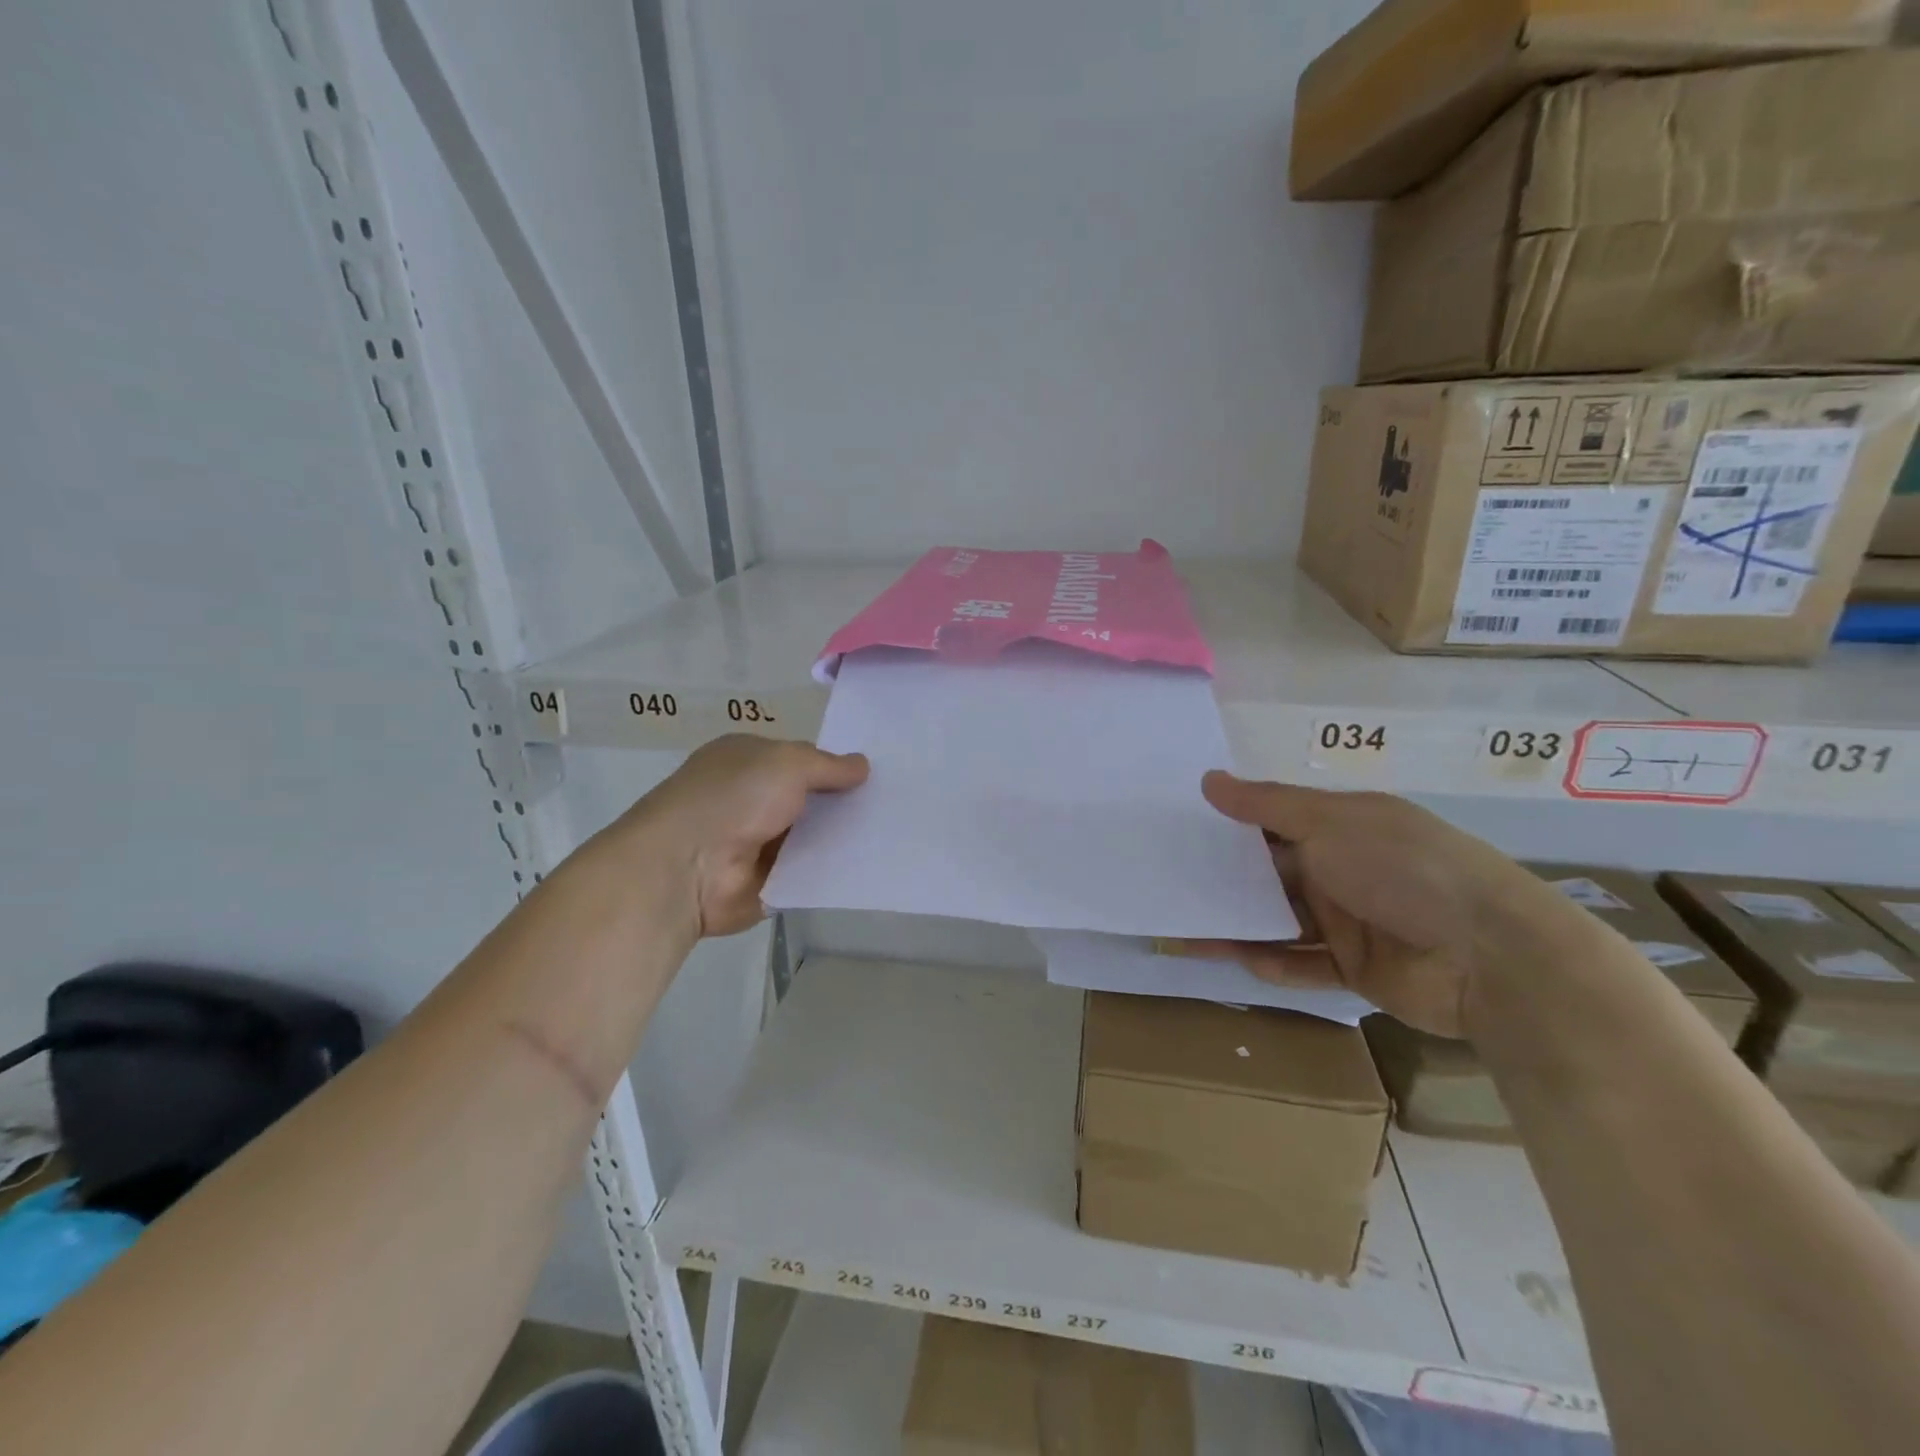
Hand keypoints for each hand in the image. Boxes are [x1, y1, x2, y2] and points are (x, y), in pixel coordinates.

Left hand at [621, 735, 867, 937]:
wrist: (687, 867)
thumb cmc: (734, 798)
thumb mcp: (788, 763)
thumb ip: (828, 765)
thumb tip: (863, 765)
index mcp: (746, 759)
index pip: (798, 758)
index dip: (832, 765)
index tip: (874, 774)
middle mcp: (749, 797)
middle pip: (807, 797)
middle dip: (842, 801)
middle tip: (893, 805)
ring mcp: (756, 841)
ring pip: (810, 835)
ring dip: (840, 836)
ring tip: (891, 834)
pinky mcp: (766, 880)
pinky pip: (807, 871)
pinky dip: (831, 869)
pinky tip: (869, 865)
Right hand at [1190, 773, 1577, 1037]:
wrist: (1490, 956)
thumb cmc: (1403, 868)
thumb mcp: (1330, 822)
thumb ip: (1266, 805)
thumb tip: (1208, 780)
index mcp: (1343, 826)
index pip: (1275, 821)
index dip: (1232, 824)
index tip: (1183, 828)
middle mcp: (1344, 869)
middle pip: (1273, 873)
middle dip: (1227, 878)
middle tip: (1171, 883)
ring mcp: (1352, 921)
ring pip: (1281, 920)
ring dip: (1240, 924)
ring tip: (1186, 929)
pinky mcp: (1357, 969)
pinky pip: (1304, 964)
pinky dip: (1273, 962)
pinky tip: (1238, 958)